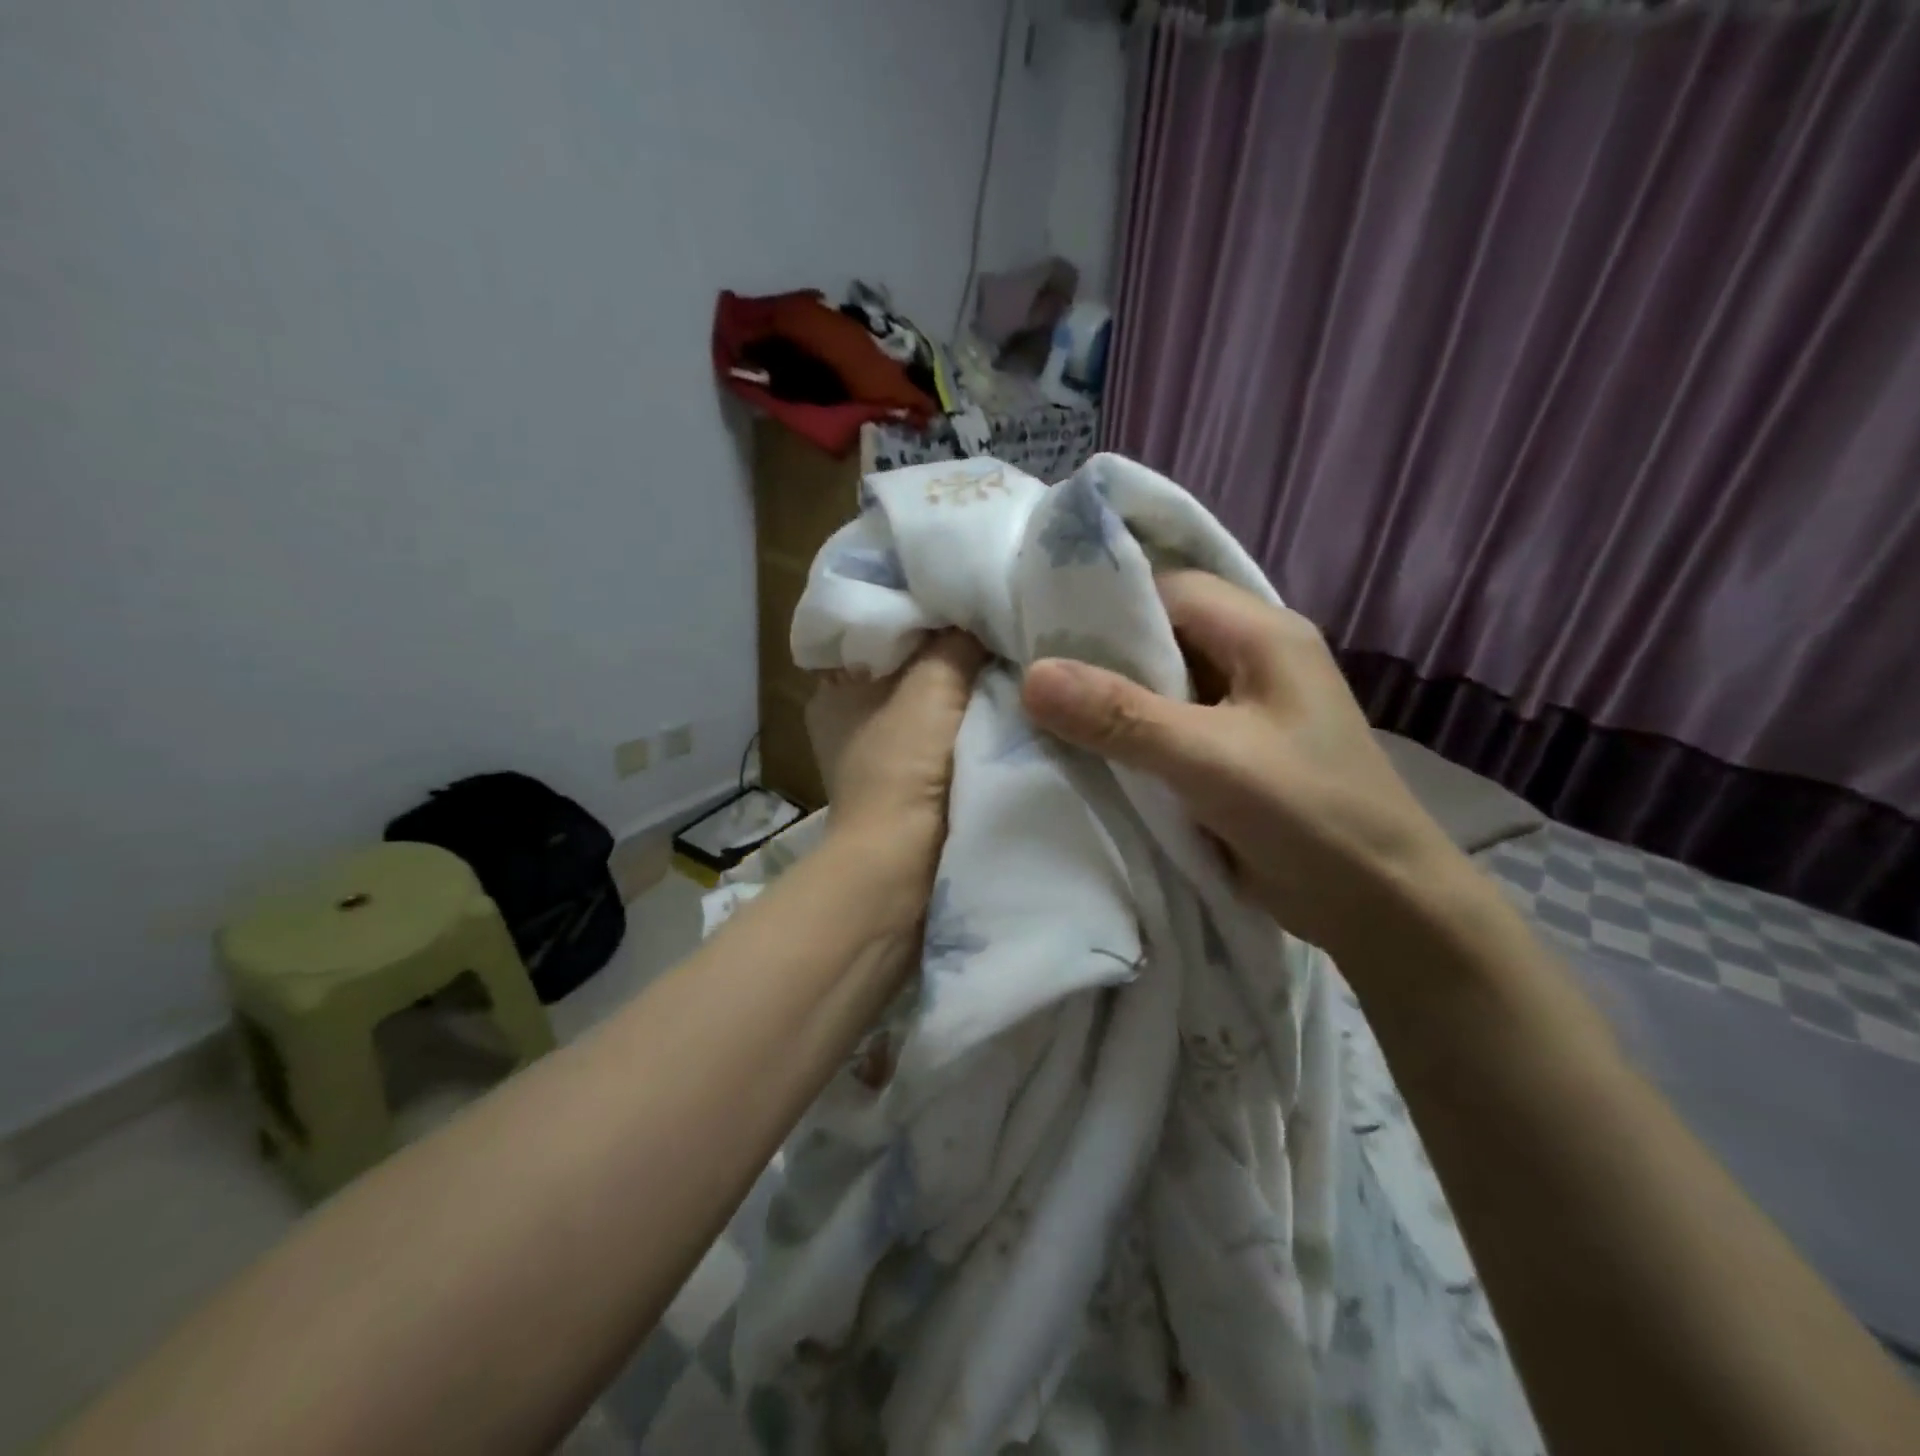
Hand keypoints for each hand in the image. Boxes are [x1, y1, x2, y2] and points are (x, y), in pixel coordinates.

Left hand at [806, 630, 985, 901]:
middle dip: (940, 653)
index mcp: (833, 691)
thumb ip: (956, 641)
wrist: (902, 861)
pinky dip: (959, 724)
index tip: (956, 598)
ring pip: (922, 704)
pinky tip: (994, 706)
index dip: (914, 615)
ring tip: (998, 659)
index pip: (874, 633)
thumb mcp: (933, 684)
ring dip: (954, 691)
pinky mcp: (902, 785)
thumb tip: (980, 610)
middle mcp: (847, 720)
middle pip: (902, 669)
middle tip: (985, 625)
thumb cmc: (903, 762)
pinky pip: (936, 737)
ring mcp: (875, 756)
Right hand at [1021, 572, 1474, 963]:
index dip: (1105, 603)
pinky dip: (1127, 734)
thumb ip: (1122, 716)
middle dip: (1099, 654)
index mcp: (1262, 634)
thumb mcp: (1211, 760)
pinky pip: (1166, 726)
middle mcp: (1252, 658)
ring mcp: (1242, 708)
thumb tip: (1031, 676)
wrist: (1383, 908)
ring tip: (1043, 709)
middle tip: (1030, 672)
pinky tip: (1085, 748)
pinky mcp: (1230, 751)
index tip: (1038, 629)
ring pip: (1159, 683)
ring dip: (1110, 698)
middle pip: (1160, 635)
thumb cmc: (1311, 817)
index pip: (1169, 590)